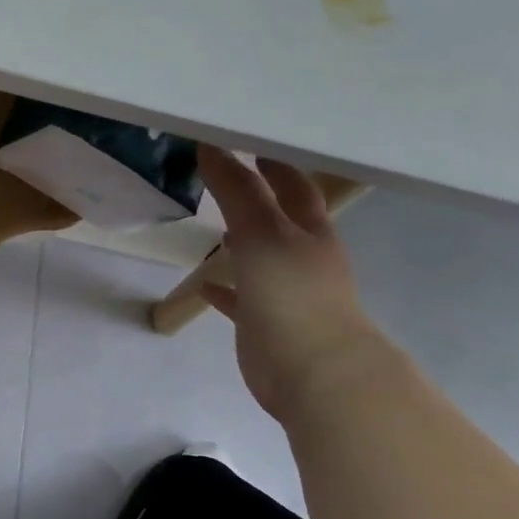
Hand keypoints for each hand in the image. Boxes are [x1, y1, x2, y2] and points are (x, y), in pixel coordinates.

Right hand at [196, 146, 391, 422]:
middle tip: (223, 177)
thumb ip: (236, 190)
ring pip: (261, 258)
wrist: (315, 374)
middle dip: (258, 198)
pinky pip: (241, 299)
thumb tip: (211, 145)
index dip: (274, 164)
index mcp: (310, 232)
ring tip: (212, 223)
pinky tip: (204, 284)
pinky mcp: (266, 324)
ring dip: (241, 241)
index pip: (295, 187)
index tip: (247, 143)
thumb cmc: (293, 293)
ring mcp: (286, 293)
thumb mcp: (261, 232)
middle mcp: (303, 258)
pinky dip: (224, 289)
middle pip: (280, 219)